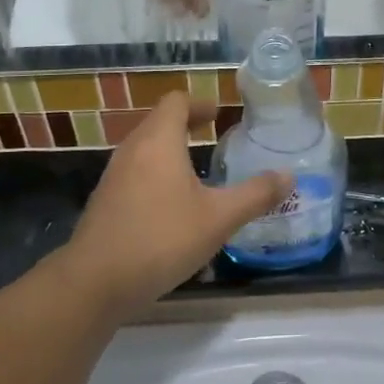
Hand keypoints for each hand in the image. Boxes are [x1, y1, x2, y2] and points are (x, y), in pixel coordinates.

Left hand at [61, 93, 287, 318]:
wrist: (94, 282)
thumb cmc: (160, 239)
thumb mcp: (218, 219)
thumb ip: (255, 195)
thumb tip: (289, 176)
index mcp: (159, 140)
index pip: (177, 101)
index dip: (200, 103)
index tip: (220, 115)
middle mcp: (133, 149)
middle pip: (159, 121)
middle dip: (187, 124)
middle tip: (214, 136)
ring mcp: (114, 174)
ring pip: (145, 147)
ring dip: (170, 149)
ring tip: (196, 170)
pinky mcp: (105, 200)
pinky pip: (135, 171)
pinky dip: (155, 172)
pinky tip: (171, 204)